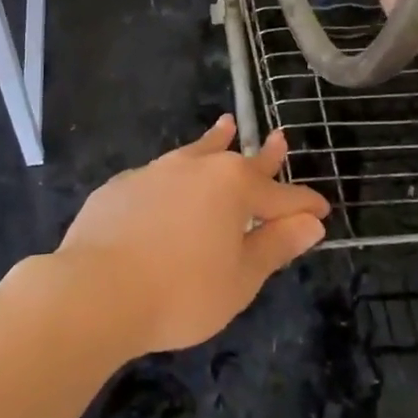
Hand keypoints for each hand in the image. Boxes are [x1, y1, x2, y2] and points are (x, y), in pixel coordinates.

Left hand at [50, 116, 329, 356]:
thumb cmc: (181, 292)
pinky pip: (158, 175)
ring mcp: (154, 172)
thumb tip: (311, 223)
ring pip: (195, 153)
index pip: (280, 195)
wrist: (94, 292)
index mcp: (233, 187)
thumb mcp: (240, 278)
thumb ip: (275, 245)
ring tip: (225, 125)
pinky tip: (168, 183)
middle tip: (279, 139)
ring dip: (215, 142)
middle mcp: (196, 168)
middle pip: (240, 161)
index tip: (323, 210)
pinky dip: (174, 176)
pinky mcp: (120, 186)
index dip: (304, 205)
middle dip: (264, 156)